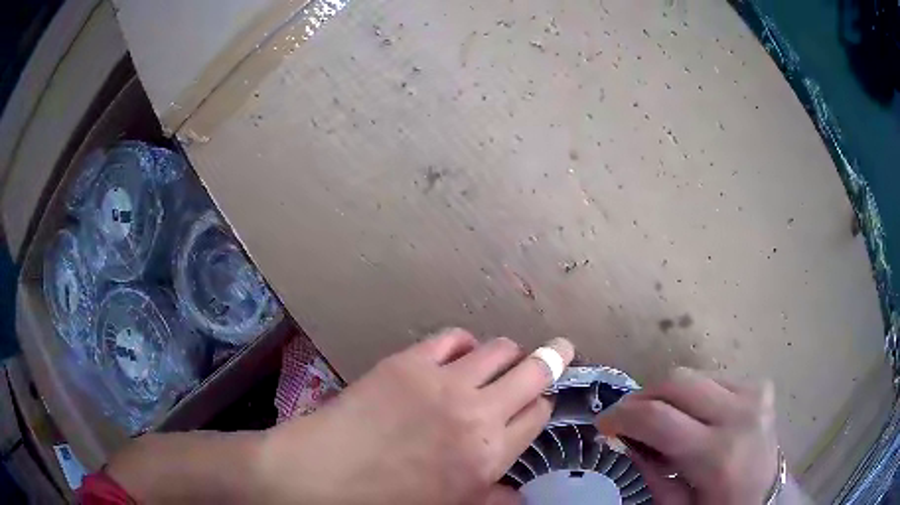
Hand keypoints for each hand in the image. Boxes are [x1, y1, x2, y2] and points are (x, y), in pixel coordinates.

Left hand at [258, 329, 573, 504]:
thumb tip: (521, 497)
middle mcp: (478, 413)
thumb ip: (492, 499)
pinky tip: (459, 353)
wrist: (321, 477)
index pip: (539, 414)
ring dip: (507, 353)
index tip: (538, 402)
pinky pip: (452, 337)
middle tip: (562, 349)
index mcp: (490, 454)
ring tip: (502, 358)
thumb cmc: (387, 502)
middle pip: (535, 371)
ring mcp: (443, 381)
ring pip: (499, 348)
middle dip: (554, 358)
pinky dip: (463, 343)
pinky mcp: (409, 362)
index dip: (542, 405)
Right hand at [595, 367, 778, 504]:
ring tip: (657, 418)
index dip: (621, 416)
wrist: (766, 497)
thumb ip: (651, 471)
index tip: (603, 424)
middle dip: (642, 397)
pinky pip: (713, 379)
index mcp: (717, 455)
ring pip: (693, 375)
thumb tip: (624, 439)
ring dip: (667, 395)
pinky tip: (692, 416)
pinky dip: (693, 395)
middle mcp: (739, 415)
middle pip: (676, 382)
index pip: (658, 418)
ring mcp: (754, 395)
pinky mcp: (760, 387)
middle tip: (626, 417)